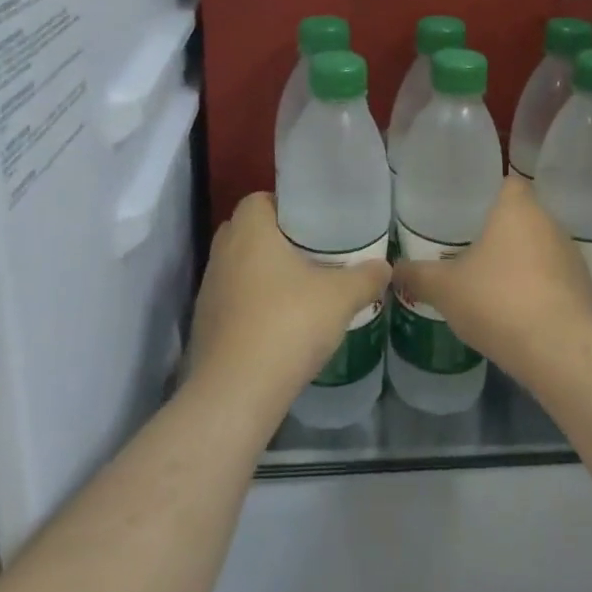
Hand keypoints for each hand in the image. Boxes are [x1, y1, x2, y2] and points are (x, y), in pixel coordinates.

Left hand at [187, 193, 390, 417]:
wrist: (236, 392)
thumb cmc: (288, 325)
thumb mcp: (340, 298)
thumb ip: (365, 277)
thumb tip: (385, 266)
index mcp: (250, 232)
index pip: (258, 199)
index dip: (285, 205)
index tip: (314, 222)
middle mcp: (223, 253)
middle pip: (247, 231)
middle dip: (276, 238)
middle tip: (311, 252)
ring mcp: (210, 290)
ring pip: (238, 266)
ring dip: (263, 273)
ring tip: (299, 288)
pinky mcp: (205, 324)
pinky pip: (232, 300)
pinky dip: (252, 304)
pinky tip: (280, 323)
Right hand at [391, 176, 591, 379]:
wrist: (560, 350)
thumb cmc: (498, 301)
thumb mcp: (445, 288)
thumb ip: (418, 275)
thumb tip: (392, 270)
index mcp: (518, 209)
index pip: (508, 183)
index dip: (488, 193)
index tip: (467, 210)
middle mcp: (550, 224)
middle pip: (524, 217)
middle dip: (500, 233)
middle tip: (470, 249)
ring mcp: (572, 257)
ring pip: (540, 249)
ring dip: (521, 263)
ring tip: (491, 284)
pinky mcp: (585, 290)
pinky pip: (554, 280)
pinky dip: (538, 290)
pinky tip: (517, 312)